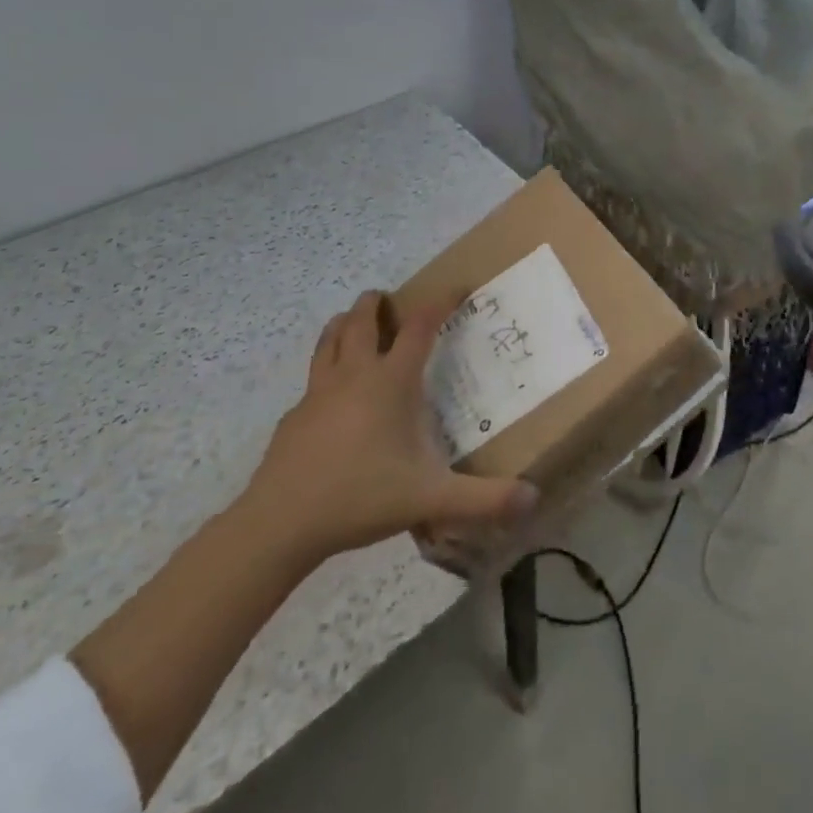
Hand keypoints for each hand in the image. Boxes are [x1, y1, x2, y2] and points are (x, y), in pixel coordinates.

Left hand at [236, 291, 537, 570]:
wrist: (279, 524)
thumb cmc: (360, 497)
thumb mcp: (430, 498)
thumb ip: (484, 499)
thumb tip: (534, 499)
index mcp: (390, 382)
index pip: (420, 326)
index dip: (440, 302)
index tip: (457, 288)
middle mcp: (353, 375)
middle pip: (361, 320)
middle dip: (377, 303)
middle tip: (391, 301)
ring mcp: (317, 393)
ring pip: (329, 338)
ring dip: (345, 323)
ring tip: (356, 323)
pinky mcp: (293, 416)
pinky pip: (313, 378)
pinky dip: (326, 368)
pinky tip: (333, 395)